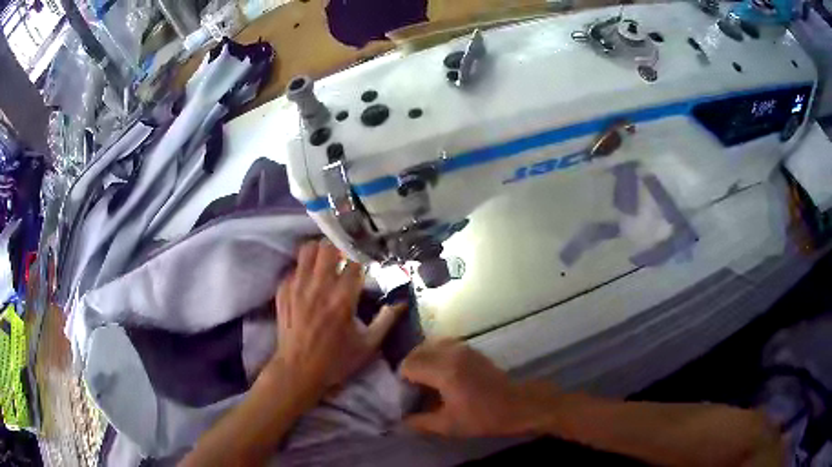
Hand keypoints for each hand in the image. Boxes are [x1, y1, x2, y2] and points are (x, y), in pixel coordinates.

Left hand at [269, 240, 406, 398]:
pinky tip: (309, 284)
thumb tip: (403, 301)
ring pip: (308, 249)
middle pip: (329, 247)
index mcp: (342, 298)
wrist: (297, 371)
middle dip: (340, 249)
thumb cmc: (336, 360)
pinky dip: (304, 270)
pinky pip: (294, 267)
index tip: (366, 268)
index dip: (363, 262)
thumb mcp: (368, 345)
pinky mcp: (282, 291)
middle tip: (345, 260)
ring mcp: (297, 286)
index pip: (354, 262)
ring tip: (326, 264)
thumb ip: (387, 320)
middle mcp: (318, 286)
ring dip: (320, 253)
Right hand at [400, 339, 558, 436]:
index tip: (407, 395)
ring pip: (430, 345)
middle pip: (417, 351)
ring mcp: (463, 348)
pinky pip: (443, 345)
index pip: (408, 365)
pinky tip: (440, 373)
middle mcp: (451, 353)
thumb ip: (419, 422)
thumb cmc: (482, 417)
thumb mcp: (448, 426)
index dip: (402, 380)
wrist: (515, 405)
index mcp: (444, 371)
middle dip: (409, 368)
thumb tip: (401, 419)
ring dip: (422, 360)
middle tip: (413, 388)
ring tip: (425, 380)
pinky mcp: (471, 349)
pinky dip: (434, 355)